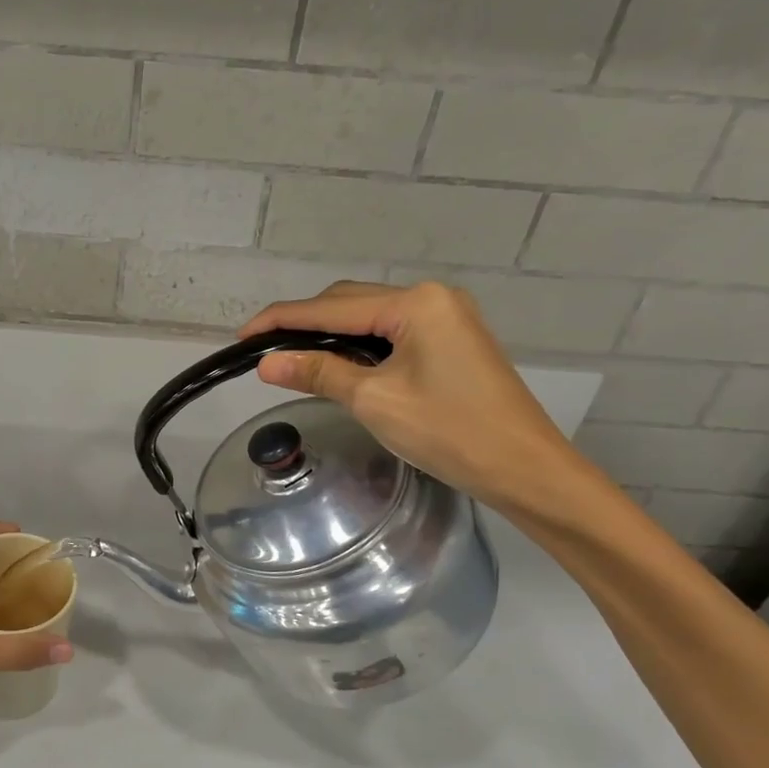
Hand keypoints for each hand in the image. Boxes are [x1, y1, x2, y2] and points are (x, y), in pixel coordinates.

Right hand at [239, 280, 589, 514]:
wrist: (526, 469)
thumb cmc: (450, 432)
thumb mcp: (375, 401)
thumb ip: (319, 373)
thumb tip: (266, 363)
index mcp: (415, 304)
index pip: (330, 308)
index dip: (281, 320)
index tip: (242, 336)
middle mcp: (432, 298)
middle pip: (350, 303)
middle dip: (304, 324)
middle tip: (265, 352)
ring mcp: (446, 317)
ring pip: (370, 318)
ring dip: (331, 335)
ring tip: (293, 359)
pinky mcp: (452, 340)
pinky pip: (391, 333)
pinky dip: (359, 346)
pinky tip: (339, 364)